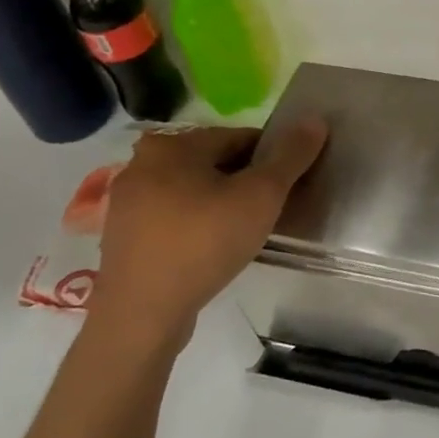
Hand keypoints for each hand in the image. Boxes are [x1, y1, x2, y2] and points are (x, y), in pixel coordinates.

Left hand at [85, 120, 327, 354]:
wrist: (141, 317)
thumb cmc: (204, 242)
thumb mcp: (261, 195)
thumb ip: (291, 156)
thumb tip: (315, 120)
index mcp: (173, 144)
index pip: (240, 138)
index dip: (272, 160)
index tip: (288, 187)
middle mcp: (143, 164)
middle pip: (215, 164)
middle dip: (245, 183)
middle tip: (270, 212)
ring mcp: (127, 203)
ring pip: (193, 192)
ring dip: (221, 205)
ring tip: (245, 234)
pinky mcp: (123, 237)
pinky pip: (173, 219)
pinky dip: (197, 227)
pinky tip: (213, 251)